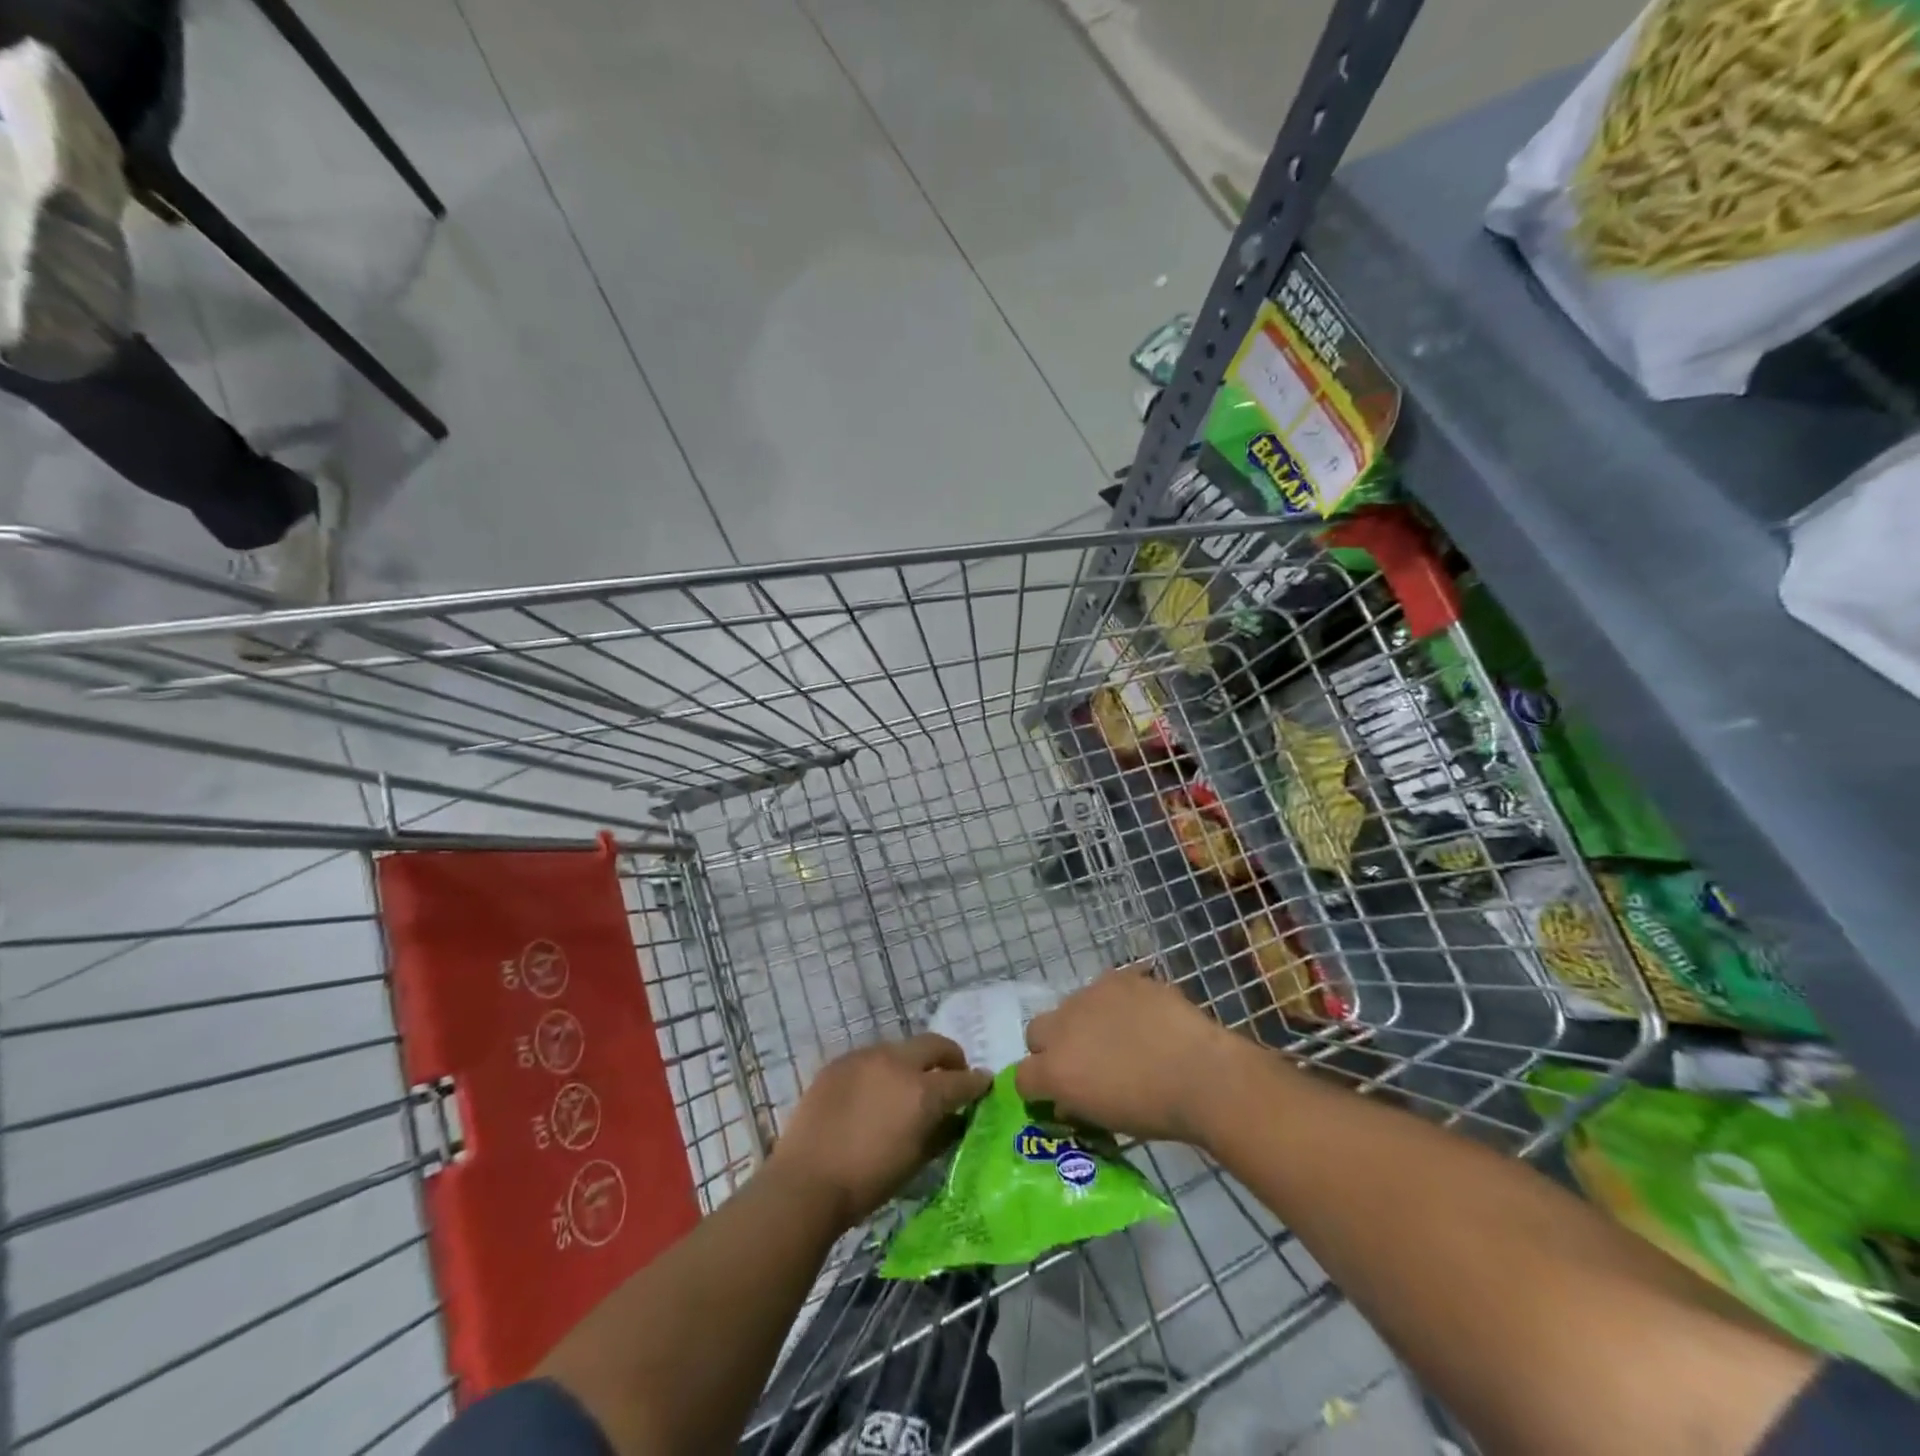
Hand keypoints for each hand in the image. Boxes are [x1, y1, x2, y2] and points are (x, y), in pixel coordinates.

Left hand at [768, 1034, 990, 1228]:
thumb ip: (941, 1132)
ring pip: (901, 1048)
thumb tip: (955, 1118)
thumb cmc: (867, 1182)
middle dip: (950, 1057)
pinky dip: (881, 1069)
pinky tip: (874, 1092)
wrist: (806, 1181)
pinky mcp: (840, 1062)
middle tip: (952, 1075)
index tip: (984, 1084)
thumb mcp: (915, 1161)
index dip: (977, 1082)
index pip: (962, 1079)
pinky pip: (870, 1057)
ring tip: (908, 1085)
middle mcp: (897, 1063)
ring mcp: (865, 1057)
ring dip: (913, 1062)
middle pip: (934, 1045)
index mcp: (922, 1091)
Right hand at [1016, 964, 1239, 1144]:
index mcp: (1054, 1070)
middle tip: (1084, 1061)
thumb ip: (1077, 1103)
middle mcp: (1061, 1027)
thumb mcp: (1106, 1121)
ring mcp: (1088, 996)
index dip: (1037, 1086)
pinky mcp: (1116, 977)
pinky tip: (1141, 1016)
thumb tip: (1067, 1099)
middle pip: (1036, 1032)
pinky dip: (1115, 1002)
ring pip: (1070, 1006)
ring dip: (1083, 1021)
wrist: (1201, 1073)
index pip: (1022, 1077)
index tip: (1056, 1094)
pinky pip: (1105, 989)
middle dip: (1052, 1045)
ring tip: (1118, 1036)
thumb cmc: (1155, 1112)